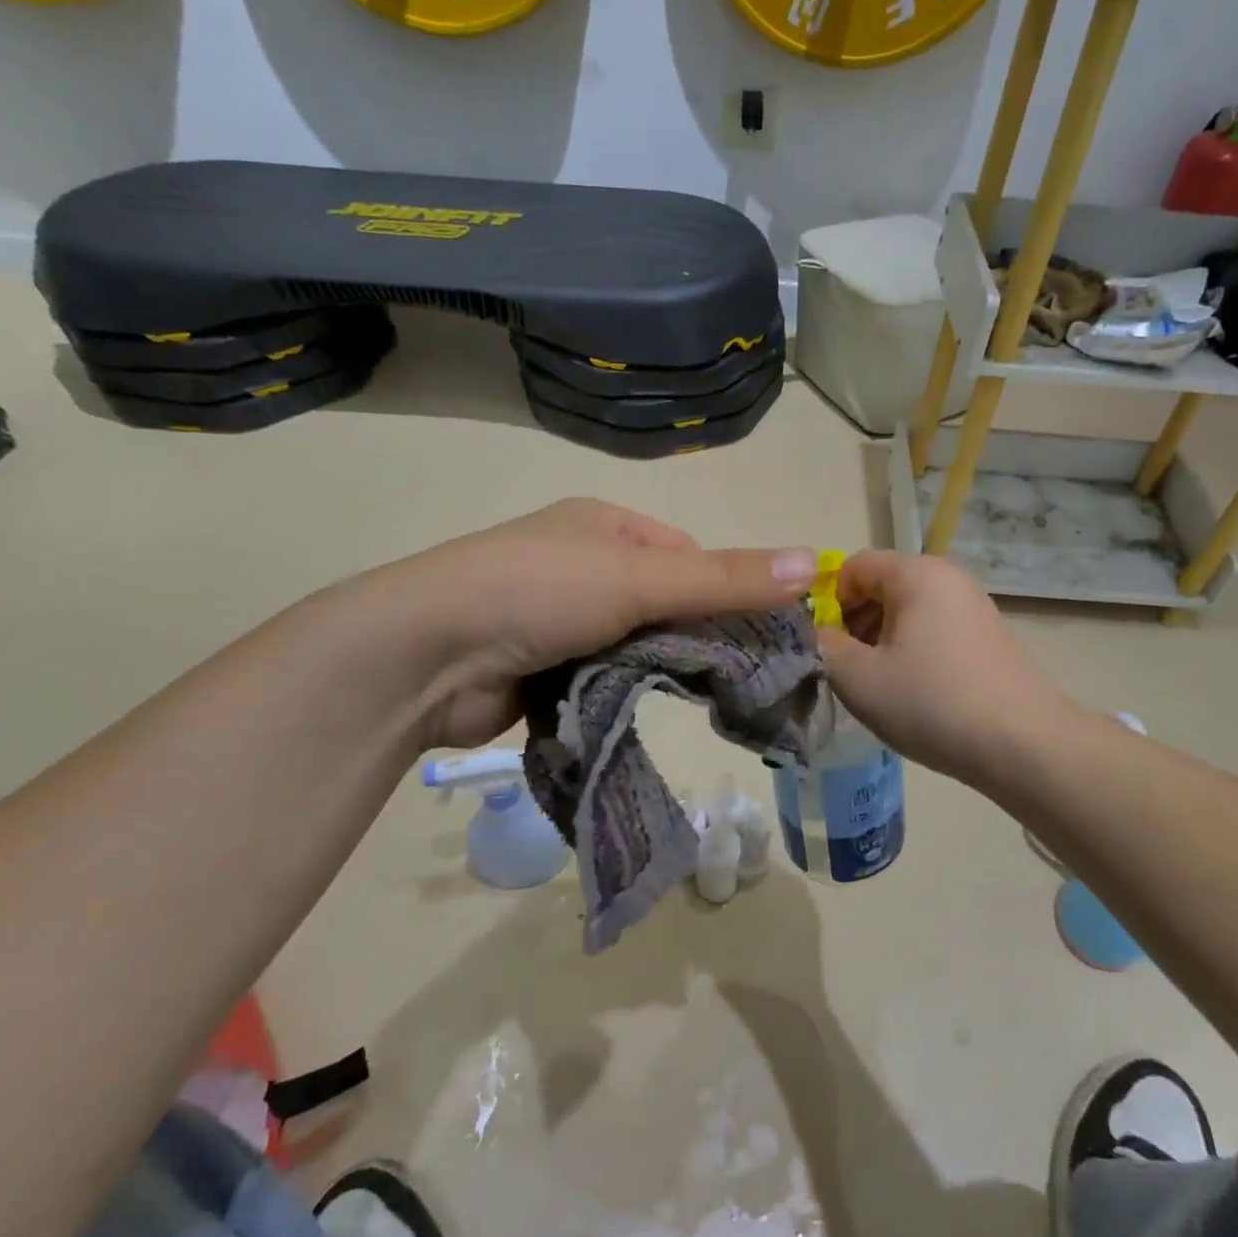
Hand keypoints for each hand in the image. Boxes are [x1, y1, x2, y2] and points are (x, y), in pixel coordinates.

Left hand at [364, 499, 817, 748]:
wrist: (424, 655)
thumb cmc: (539, 591)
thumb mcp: (642, 578)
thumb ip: (726, 578)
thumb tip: (813, 563)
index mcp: (605, 525)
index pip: (688, 555)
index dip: (725, 589)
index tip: (759, 634)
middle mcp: (584, 564)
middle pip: (665, 600)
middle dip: (693, 635)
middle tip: (737, 678)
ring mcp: (559, 617)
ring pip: (636, 642)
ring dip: (658, 667)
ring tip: (698, 700)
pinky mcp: (542, 667)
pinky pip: (603, 675)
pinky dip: (624, 691)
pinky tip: (645, 711)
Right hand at [819, 551, 1071, 792]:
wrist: (1023, 746)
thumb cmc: (931, 702)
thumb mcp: (858, 678)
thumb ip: (822, 646)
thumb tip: (814, 632)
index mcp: (916, 573)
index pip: (851, 567)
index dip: (827, 604)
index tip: (826, 648)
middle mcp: (948, 578)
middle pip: (880, 587)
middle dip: (855, 625)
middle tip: (849, 672)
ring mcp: (973, 606)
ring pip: (906, 612)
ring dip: (881, 643)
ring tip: (880, 688)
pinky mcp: (987, 636)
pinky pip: (933, 631)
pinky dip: (912, 653)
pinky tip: (915, 694)